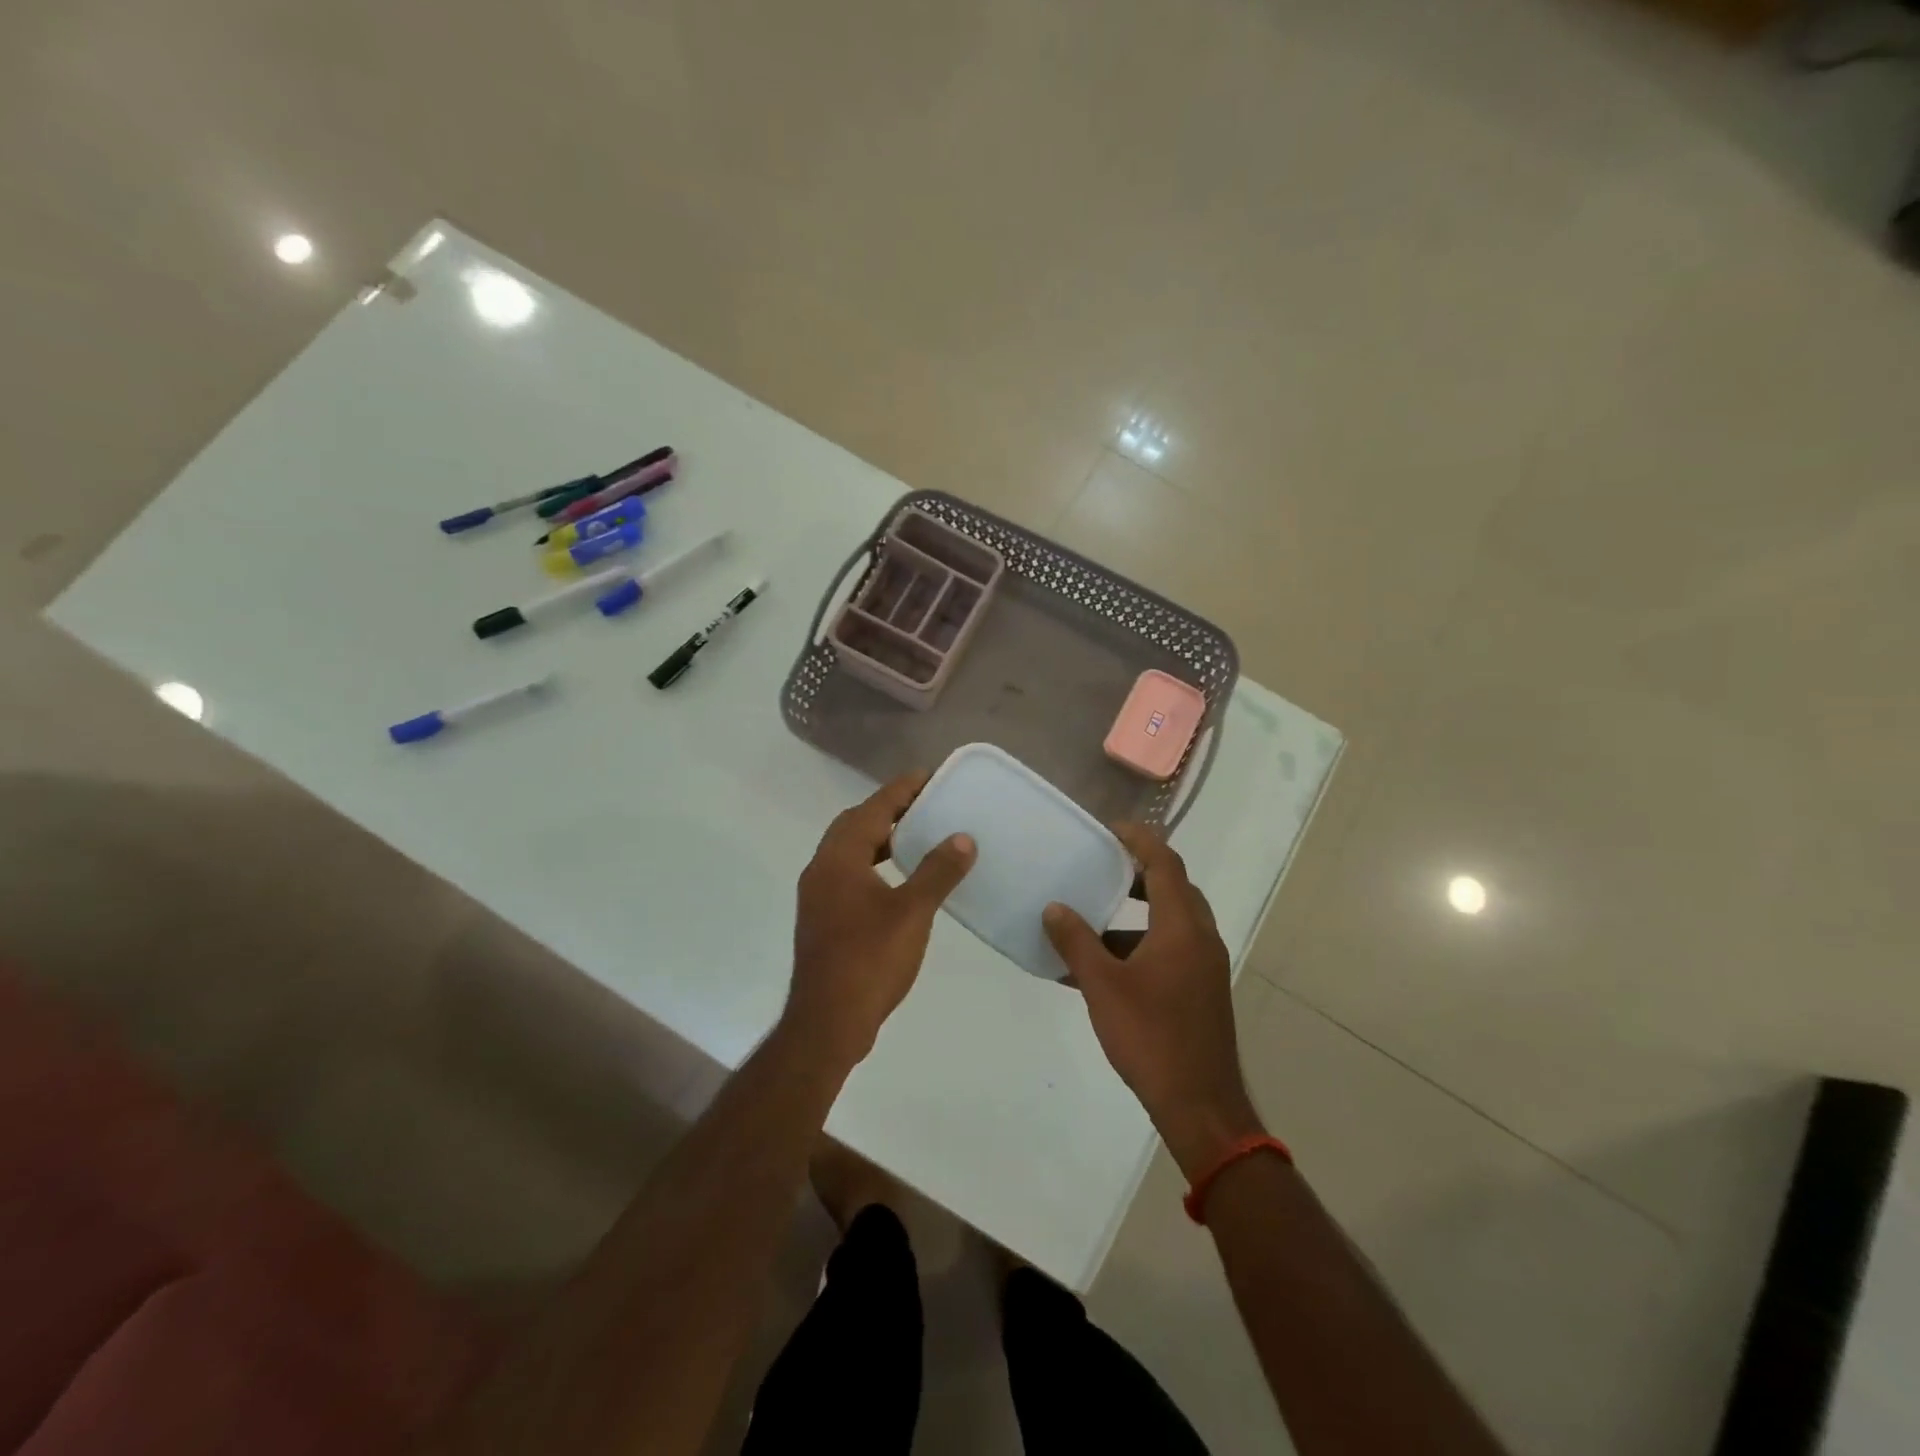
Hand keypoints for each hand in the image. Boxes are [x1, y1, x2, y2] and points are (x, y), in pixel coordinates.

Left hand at [784, 771, 975, 1071]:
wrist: (827, 1022)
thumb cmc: (870, 961)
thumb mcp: (912, 913)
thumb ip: (937, 871)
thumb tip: (962, 837)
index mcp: (839, 860)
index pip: (871, 809)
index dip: (900, 790)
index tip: (928, 775)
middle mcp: (821, 870)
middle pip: (854, 825)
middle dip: (888, 811)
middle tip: (925, 806)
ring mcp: (817, 896)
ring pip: (849, 851)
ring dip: (880, 838)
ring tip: (916, 838)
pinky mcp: (822, 918)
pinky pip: (848, 874)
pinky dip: (873, 864)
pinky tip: (899, 881)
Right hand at [1043, 824, 1263, 1179]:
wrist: (1200, 1106)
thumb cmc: (1151, 1037)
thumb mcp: (1103, 986)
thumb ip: (1076, 942)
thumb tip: (1054, 908)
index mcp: (1181, 927)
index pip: (1165, 864)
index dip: (1139, 840)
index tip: (1110, 829)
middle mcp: (1200, 938)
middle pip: (1173, 888)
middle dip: (1139, 874)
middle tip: (1103, 867)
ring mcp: (1205, 967)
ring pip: (1171, 923)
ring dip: (1135, 916)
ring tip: (1093, 920)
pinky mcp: (1201, 991)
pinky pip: (1171, 951)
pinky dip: (1140, 947)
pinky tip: (1104, 970)